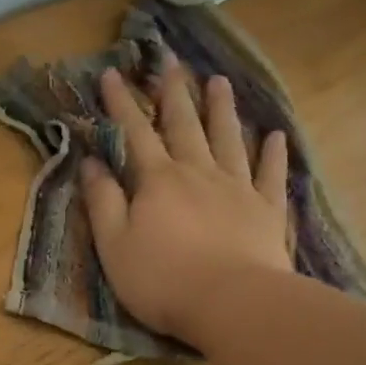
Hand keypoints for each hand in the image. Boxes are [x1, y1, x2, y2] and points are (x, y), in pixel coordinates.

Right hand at [80, 60, 292, 344]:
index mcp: (158, 181)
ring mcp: (237, 188)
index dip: (122, 103)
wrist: (231, 303)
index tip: (112, 74)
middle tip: (171, 62)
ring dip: (222, 109)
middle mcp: (198, 173)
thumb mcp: (114, 246)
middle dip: (174, 93)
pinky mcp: (266, 210)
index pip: (135, 133)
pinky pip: (270, 174)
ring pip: (228, 139)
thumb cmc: (162, 280)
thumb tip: (90, 163)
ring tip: (218, 81)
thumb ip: (102, 202)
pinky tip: (274, 135)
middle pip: (184, 125)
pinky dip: (272, 153)